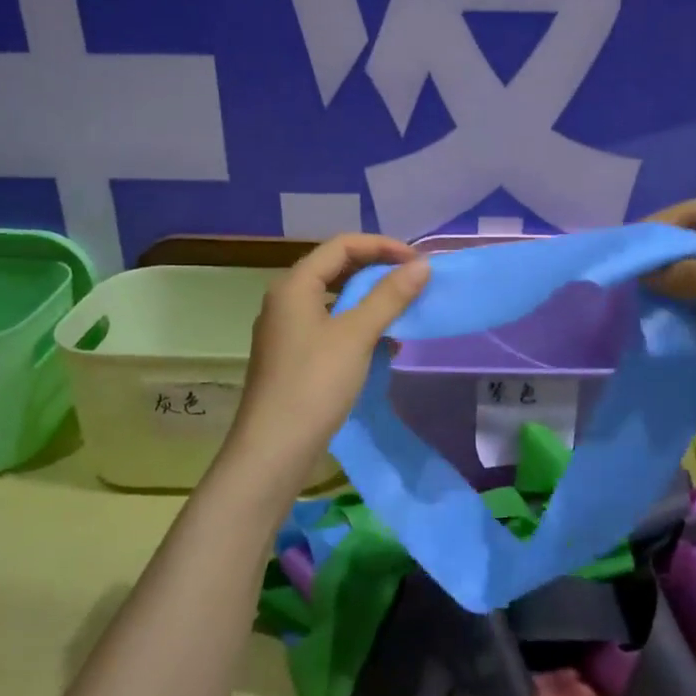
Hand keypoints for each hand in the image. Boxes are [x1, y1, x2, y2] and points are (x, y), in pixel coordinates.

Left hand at [222, 234, 429, 486]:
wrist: (273, 450)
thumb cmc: (314, 384)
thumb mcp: (357, 335)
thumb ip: (389, 296)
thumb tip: (422, 265)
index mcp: (294, 285)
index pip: (342, 245)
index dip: (382, 247)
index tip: (417, 263)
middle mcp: (285, 299)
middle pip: (335, 268)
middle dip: (376, 271)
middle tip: (412, 282)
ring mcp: (286, 329)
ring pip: (333, 299)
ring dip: (368, 300)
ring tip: (402, 312)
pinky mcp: (292, 356)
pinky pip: (329, 326)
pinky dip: (357, 326)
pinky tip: (382, 345)